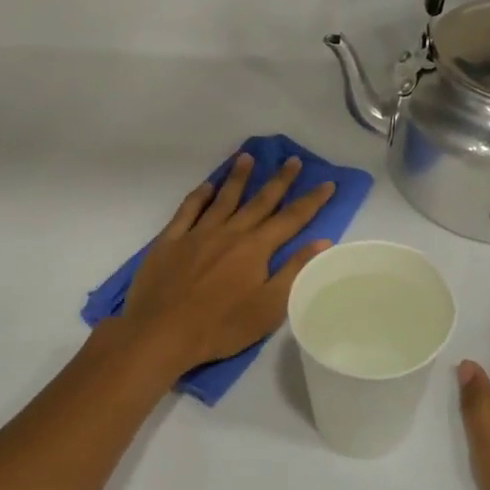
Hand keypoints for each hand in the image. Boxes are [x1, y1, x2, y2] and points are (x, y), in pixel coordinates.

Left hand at [121, 153, 335, 374]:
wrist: (161, 333)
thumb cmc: (221, 326)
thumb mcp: (269, 308)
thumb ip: (295, 271)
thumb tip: (322, 241)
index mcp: (255, 248)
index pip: (291, 219)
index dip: (311, 201)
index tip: (328, 183)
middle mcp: (230, 232)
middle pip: (260, 201)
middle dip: (280, 180)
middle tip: (293, 160)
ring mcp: (198, 233)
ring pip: (223, 198)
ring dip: (238, 177)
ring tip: (247, 157)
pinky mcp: (170, 240)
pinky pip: (188, 210)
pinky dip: (199, 195)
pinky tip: (206, 186)